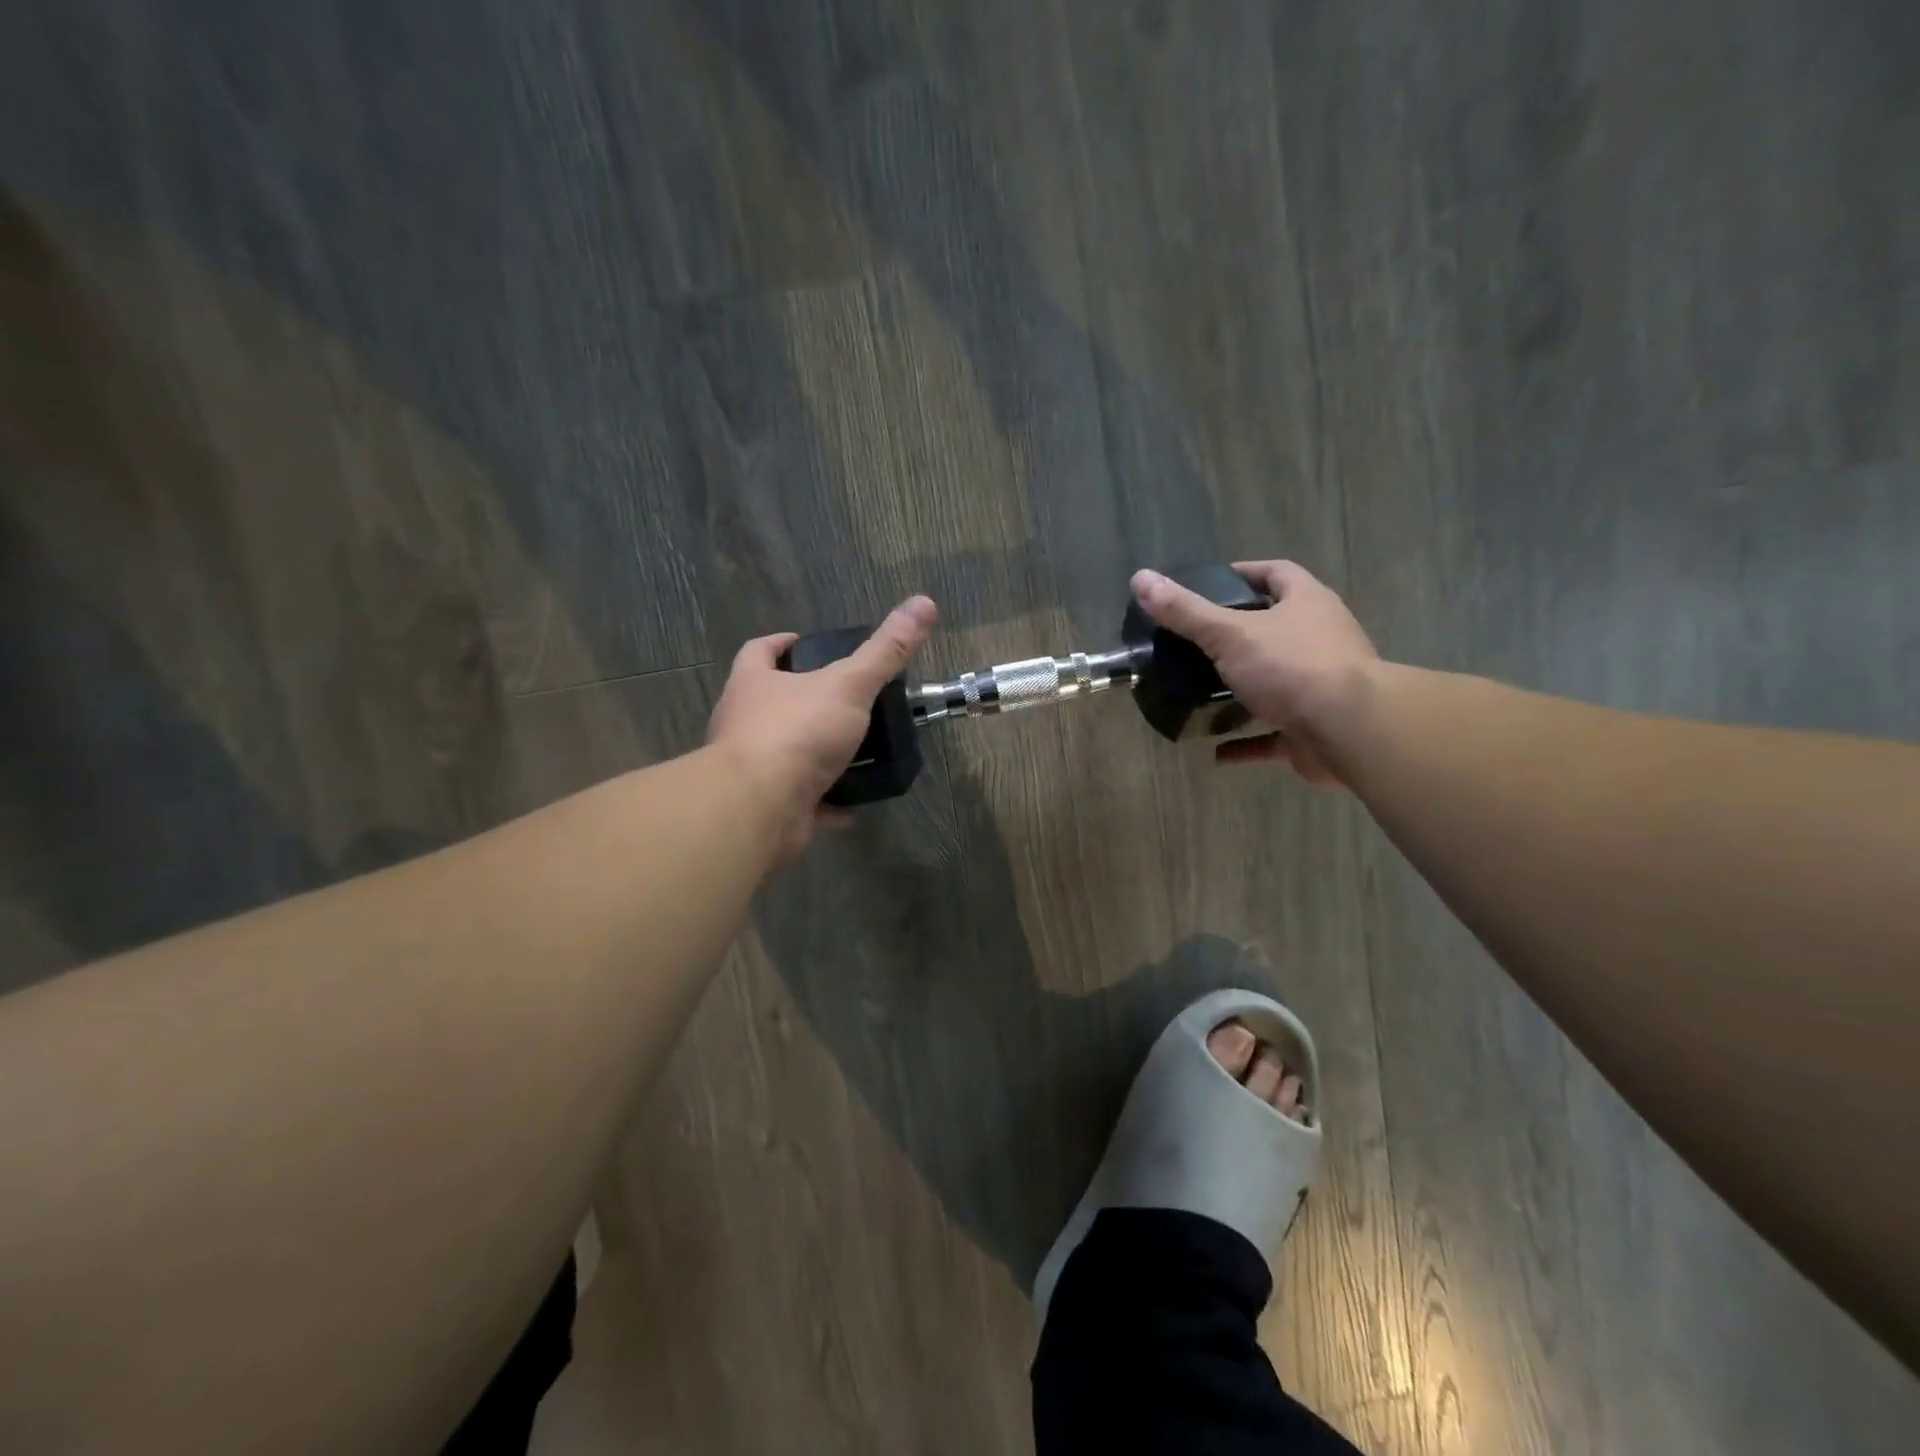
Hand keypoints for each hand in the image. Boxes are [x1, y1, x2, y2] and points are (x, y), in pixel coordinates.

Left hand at [707, 596, 937, 859]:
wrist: (760, 806)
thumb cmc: (797, 732)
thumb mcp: (849, 684)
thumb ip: (885, 650)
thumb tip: (923, 603)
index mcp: (754, 684)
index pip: (759, 651)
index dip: (782, 644)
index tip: (807, 644)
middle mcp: (743, 722)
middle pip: (771, 703)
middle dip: (804, 701)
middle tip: (845, 701)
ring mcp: (751, 768)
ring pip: (785, 754)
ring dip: (816, 755)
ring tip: (856, 752)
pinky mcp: (765, 806)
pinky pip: (799, 801)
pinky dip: (825, 802)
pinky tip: (852, 806)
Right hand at [1128, 561, 1376, 784]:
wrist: (1349, 729)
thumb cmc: (1292, 667)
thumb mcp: (1230, 633)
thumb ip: (1185, 611)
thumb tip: (1140, 578)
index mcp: (1307, 605)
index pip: (1279, 574)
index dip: (1248, 572)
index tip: (1214, 582)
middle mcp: (1321, 639)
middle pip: (1280, 627)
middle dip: (1242, 634)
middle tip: (1199, 641)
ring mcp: (1322, 687)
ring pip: (1278, 682)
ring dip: (1245, 690)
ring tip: (1204, 694)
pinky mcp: (1316, 730)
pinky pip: (1274, 735)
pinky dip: (1247, 742)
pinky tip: (1217, 751)